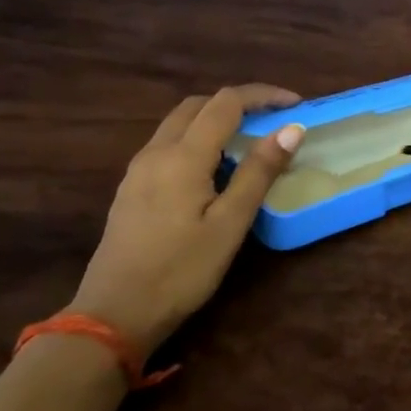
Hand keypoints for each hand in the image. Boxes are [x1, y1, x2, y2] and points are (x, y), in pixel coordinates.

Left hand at [68, 85, 304, 361]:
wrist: (114, 315)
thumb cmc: (181, 270)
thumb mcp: (230, 223)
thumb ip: (259, 171)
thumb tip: (291, 129)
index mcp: (183, 156)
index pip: (227, 102)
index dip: (263, 95)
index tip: (296, 105)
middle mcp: (156, 152)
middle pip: (198, 105)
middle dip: (239, 102)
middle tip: (273, 119)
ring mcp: (139, 169)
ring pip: (180, 122)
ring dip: (216, 118)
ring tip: (249, 139)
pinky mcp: (132, 188)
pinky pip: (168, 143)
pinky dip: (198, 137)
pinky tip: (214, 166)